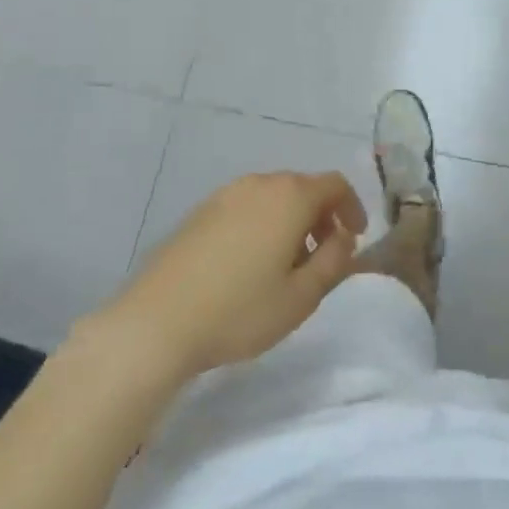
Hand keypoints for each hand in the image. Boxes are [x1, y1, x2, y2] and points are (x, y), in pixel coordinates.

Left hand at [88, 172, 367, 383]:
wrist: (154, 324)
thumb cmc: (239, 310)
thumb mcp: (302, 296)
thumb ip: (334, 261)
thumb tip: (343, 238)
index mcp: (289, 196)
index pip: (335, 185)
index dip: (352, 208)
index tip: (355, 238)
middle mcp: (258, 184)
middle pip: (303, 188)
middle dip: (321, 217)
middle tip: (323, 256)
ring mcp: (223, 196)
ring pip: (272, 198)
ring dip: (290, 222)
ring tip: (286, 265)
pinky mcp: (198, 214)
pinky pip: (244, 209)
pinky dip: (261, 225)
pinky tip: (249, 265)